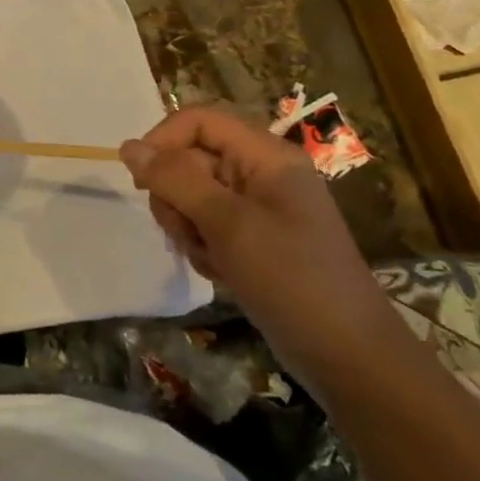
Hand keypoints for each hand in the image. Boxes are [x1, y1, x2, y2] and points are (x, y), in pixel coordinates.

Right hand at [120, 105, 412, 391]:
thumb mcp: (228, 223)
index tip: (142, 182)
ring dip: (188, 227)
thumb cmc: (292, 279)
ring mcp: (258, 207)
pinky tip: (222, 274)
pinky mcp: (254, 239)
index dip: (163, 141)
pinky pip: (207, 225)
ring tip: (211, 259)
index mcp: (266, 155)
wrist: (351, 360)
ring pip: (192, 194)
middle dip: (177, 196)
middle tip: (188, 233)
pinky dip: (203, 247)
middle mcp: (261, 172)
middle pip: (191, 158)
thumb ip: (175, 179)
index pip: (198, 120)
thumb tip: (128, 148)